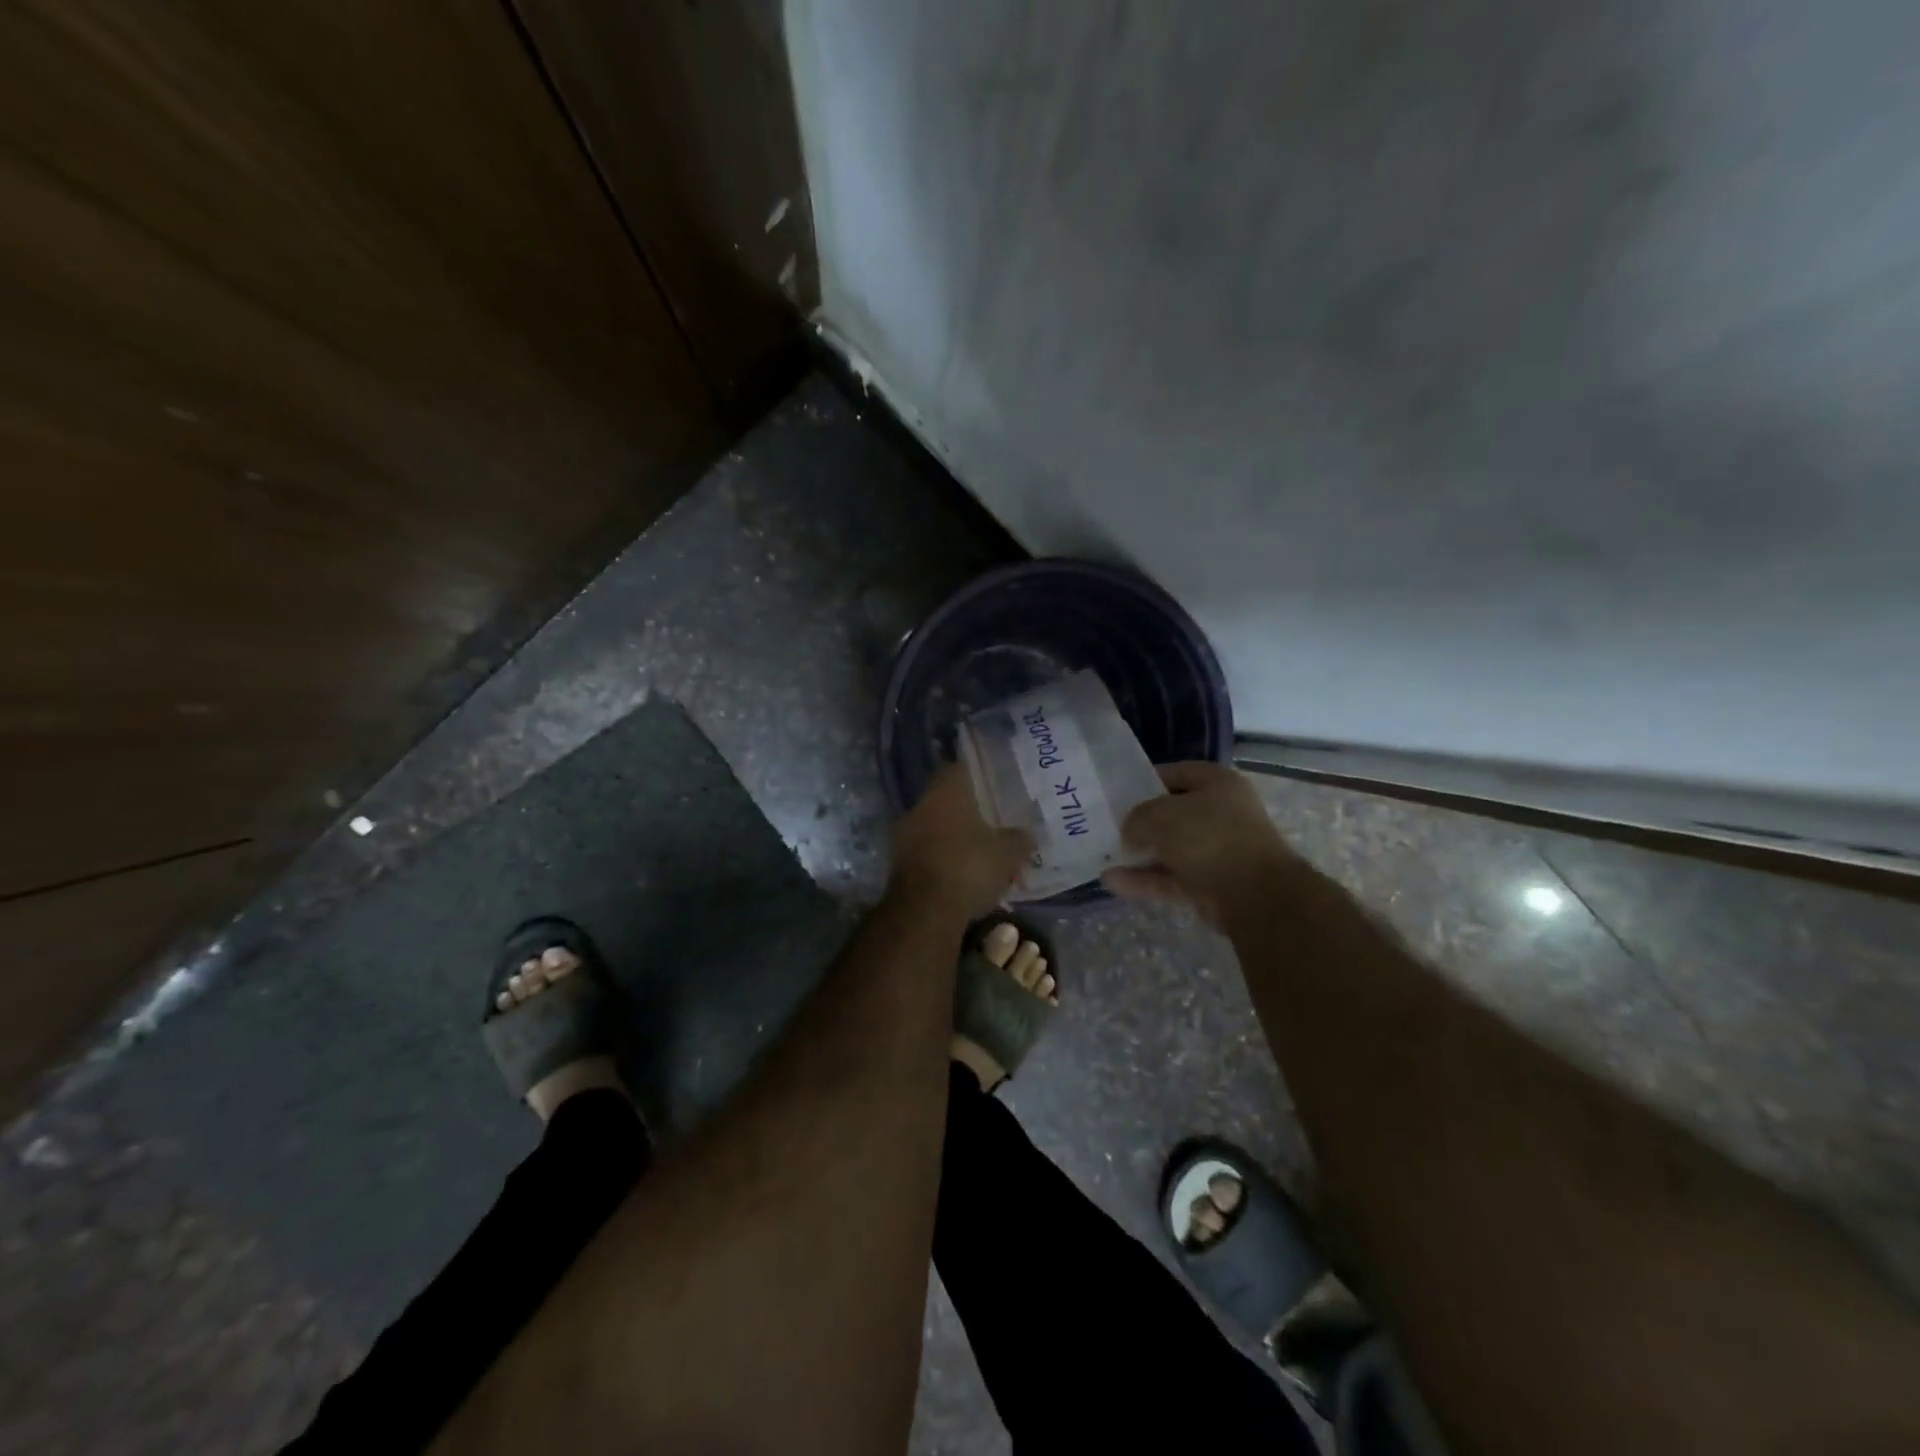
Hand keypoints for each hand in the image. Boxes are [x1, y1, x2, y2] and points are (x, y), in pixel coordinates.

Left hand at [889, 763, 1035, 918]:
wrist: (925, 911)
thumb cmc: (969, 867)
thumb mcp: (1009, 853)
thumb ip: (1020, 839)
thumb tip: (1026, 836)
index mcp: (946, 791)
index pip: (960, 767)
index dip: (978, 773)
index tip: (994, 783)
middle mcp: (921, 805)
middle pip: (947, 799)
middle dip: (968, 810)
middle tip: (992, 821)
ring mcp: (905, 834)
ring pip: (936, 827)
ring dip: (954, 836)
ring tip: (980, 852)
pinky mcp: (898, 863)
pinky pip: (927, 852)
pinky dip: (943, 858)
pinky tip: (962, 873)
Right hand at [1103, 761, 1297, 928]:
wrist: (1255, 895)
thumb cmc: (1209, 837)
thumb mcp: (1161, 815)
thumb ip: (1137, 817)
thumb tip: (1130, 832)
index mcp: (1218, 784)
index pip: (1176, 773)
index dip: (1146, 779)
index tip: (1119, 793)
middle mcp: (1222, 814)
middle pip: (1174, 813)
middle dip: (1142, 821)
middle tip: (1110, 825)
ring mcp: (1218, 851)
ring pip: (1171, 848)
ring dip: (1140, 854)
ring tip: (1105, 856)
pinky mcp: (1212, 885)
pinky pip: (1172, 877)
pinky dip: (1146, 880)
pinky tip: (1113, 882)